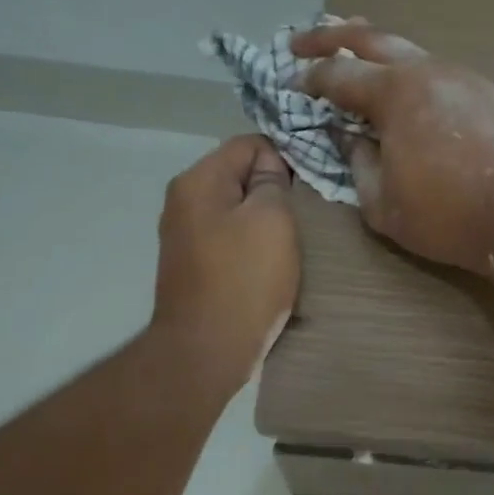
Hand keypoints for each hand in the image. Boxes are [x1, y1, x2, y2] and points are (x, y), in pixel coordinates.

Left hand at [151, 135, 298, 394]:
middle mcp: (183, 202)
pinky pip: (229, 239)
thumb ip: (273, 182)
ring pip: (235, 210)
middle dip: (273, 190)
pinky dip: (251, 245)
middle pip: (239, 177)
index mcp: (198, 182)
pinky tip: (269, 264)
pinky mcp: (192, 267)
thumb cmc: (245, 280)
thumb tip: (270, 166)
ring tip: (292, 241)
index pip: (248, 144)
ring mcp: (184, 236)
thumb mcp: (273, 220)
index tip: (310, 186)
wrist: (207, 350)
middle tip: (307, 214)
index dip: (284, 157)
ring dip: (264, 221)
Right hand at [292, 21, 493, 275]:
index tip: (289, 81)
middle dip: (330, 38)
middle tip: (300, 43)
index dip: (309, 77)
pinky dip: (405, 70)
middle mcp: (426, 71)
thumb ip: (356, 162)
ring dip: (372, 49)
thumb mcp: (380, 203)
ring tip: (349, 52)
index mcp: (395, 94)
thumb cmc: (444, 217)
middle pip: (370, 38)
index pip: (339, 74)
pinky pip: (432, 69)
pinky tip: (398, 85)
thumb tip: (350, 137)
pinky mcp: (481, 91)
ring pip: (406, 49)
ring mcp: (458, 76)